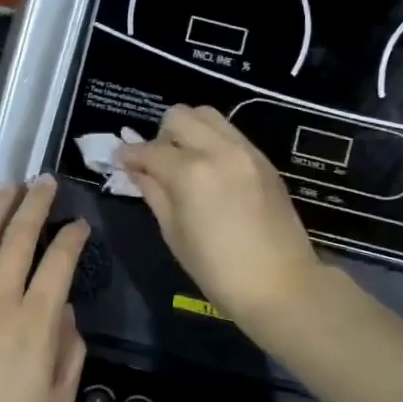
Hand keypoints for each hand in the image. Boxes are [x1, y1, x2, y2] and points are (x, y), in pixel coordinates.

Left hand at [0, 177, 89, 401]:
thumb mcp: (59, 399)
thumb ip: (69, 350)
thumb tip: (65, 312)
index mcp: (36, 319)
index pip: (60, 261)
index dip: (72, 237)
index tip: (79, 223)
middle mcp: (1, 297)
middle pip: (20, 236)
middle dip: (36, 204)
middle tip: (44, 181)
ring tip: (7, 185)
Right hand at [116, 105, 319, 323]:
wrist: (281, 285)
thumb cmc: (218, 270)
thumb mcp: (175, 235)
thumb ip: (154, 194)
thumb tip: (137, 171)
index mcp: (190, 173)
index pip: (149, 150)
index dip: (129, 155)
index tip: (121, 161)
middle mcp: (218, 150)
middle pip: (179, 116)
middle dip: (161, 136)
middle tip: (158, 163)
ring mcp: (245, 151)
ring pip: (207, 115)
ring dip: (189, 131)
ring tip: (186, 161)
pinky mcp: (263, 159)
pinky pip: (230, 133)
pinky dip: (212, 141)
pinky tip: (211, 170)